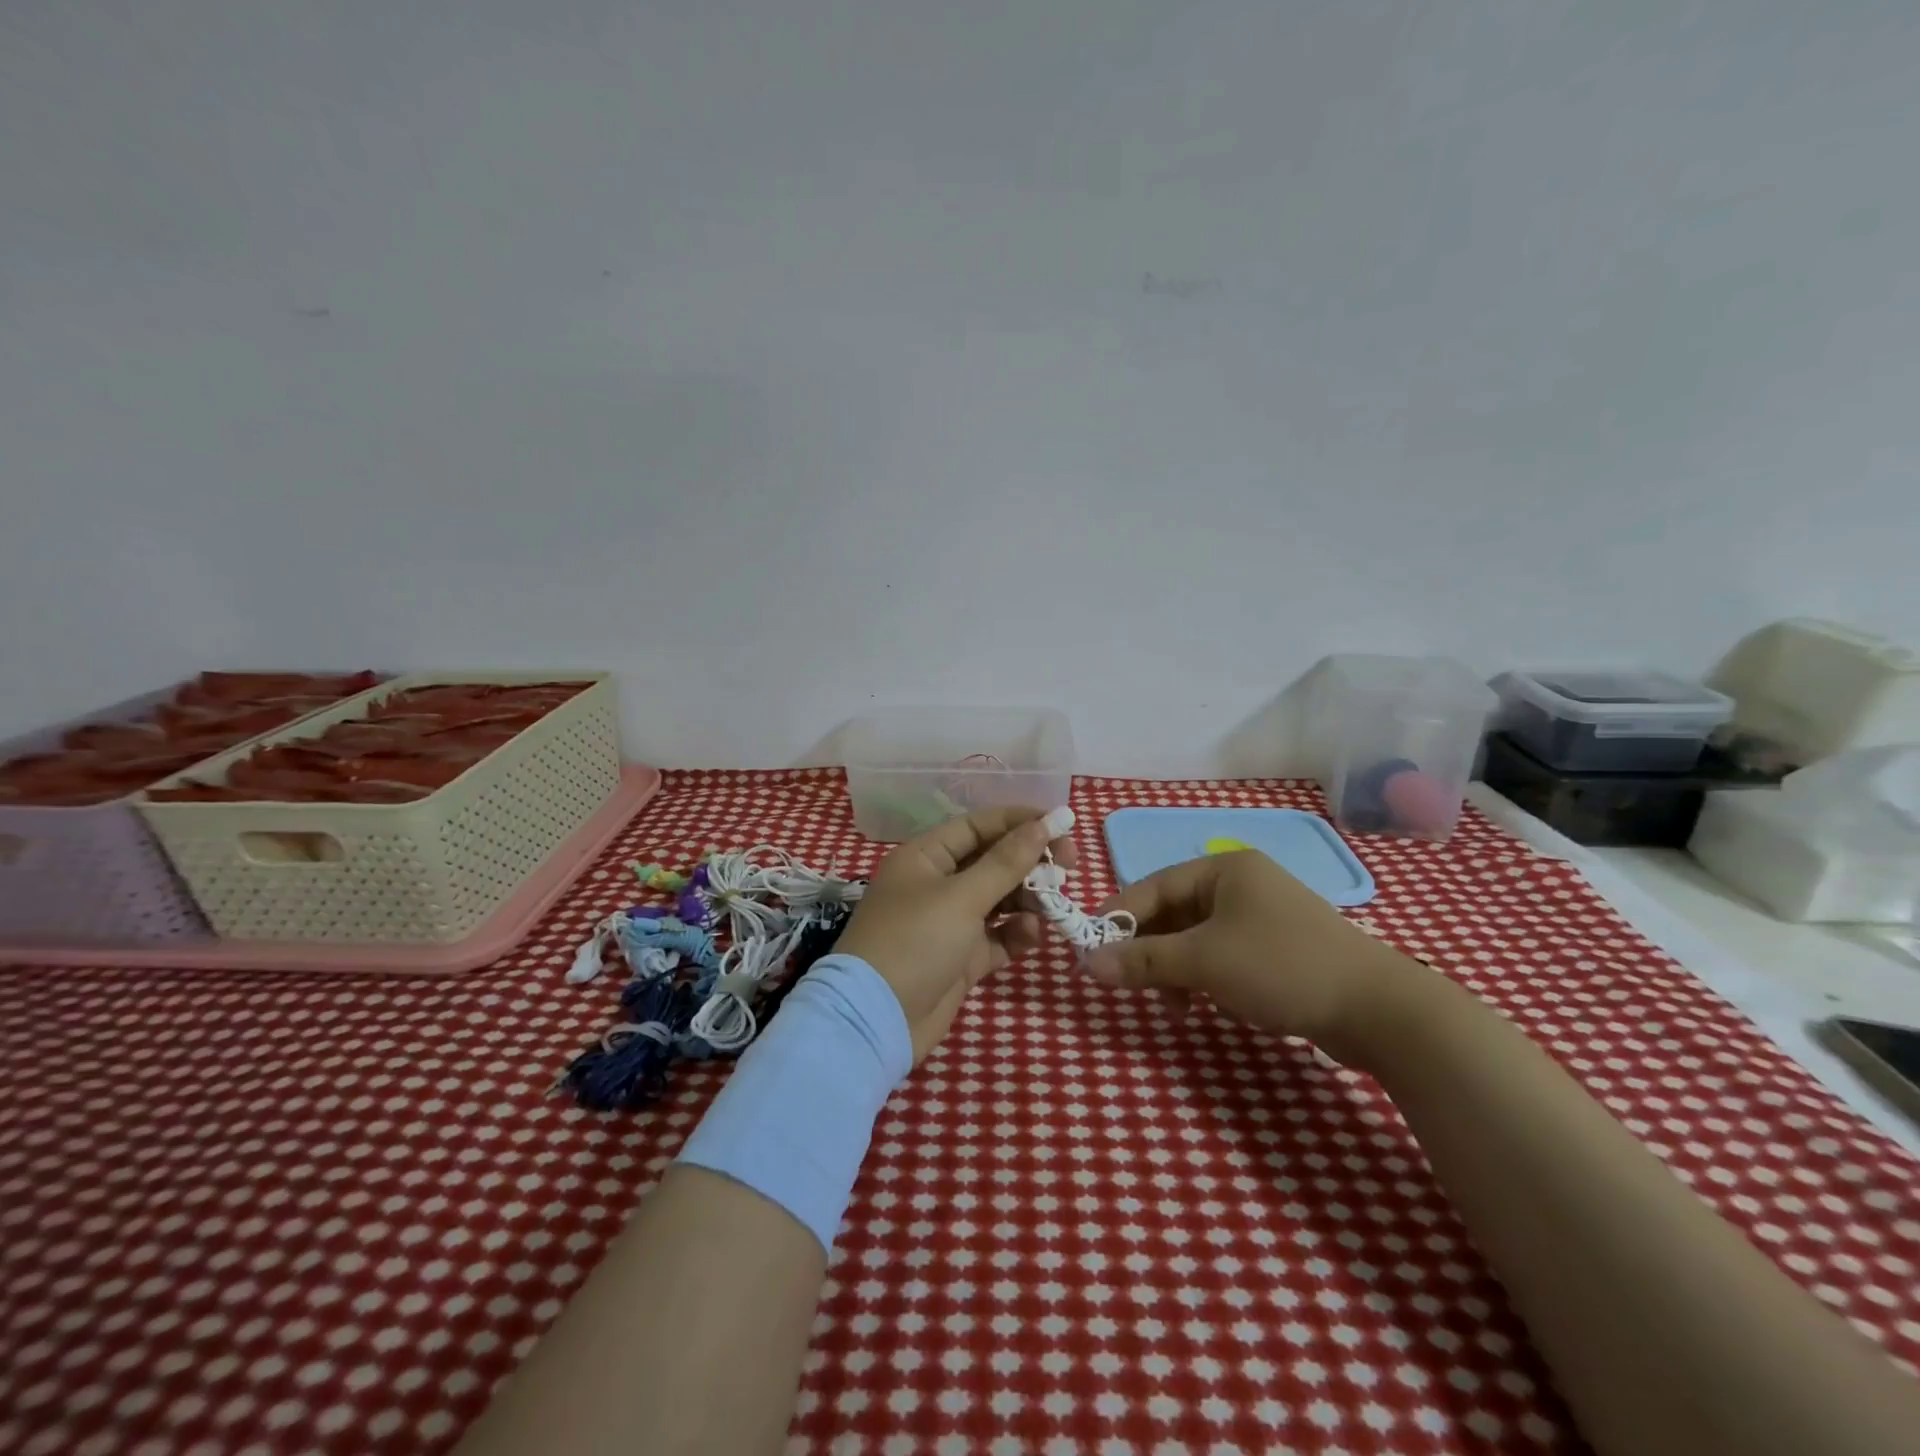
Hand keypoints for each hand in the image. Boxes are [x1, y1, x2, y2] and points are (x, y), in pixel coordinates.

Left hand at [837, 805, 1076, 1063]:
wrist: (876, 1021)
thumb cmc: (915, 942)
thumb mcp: (962, 897)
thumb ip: (1006, 862)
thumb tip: (1044, 824)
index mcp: (926, 857)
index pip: (978, 826)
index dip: (1019, 822)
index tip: (1061, 825)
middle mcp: (936, 884)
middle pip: (992, 861)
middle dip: (1029, 863)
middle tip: (1068, 867)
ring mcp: (948, 923)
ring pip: (998, 900)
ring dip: (1027, 900)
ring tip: (1052, 905)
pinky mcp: (960, 958)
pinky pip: (996, 937)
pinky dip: (1016, 934)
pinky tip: (1031, 937)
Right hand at [1082, 849, 1416, 1059]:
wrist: (1379, 1011)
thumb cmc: (1281, 967)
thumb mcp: (1203, 962)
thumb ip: (1142, 960)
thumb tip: (1086, 964)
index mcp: (1223, 869)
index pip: (1151, 886)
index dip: (1118, 918)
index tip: (1091, 950)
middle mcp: (1241, 884)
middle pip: (1173, 914)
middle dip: (1151, 951)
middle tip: (1131, 985)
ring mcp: (1262, 917)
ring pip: (1197, 939)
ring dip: (1178, 971)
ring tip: (1178, 1008)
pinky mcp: (1278, 949)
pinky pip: (1223, 956)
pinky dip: (1207, 979)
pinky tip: (1212, 1007)